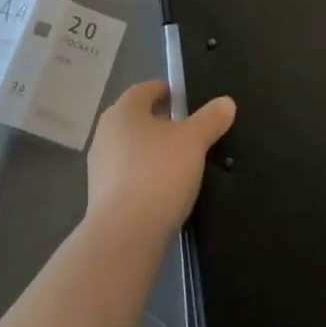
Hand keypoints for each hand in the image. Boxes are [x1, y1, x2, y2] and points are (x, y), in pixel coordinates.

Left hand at [86, 81, 235, 240]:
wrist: (124, 237)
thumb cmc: (158, 174)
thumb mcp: (194, 142)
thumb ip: (210, 119)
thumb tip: (226, 102)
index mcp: (124, 110)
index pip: (144, 90)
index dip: (164, 91)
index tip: (182, 99)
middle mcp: (106, 132)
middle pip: (134, 118)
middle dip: (156, 121)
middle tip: (182, 129)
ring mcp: (98, 166)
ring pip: (128, 147)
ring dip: (148, 150)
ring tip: (174, 161)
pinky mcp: (98, 197)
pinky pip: (124, 176)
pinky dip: (141, 176)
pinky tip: (159, 190)